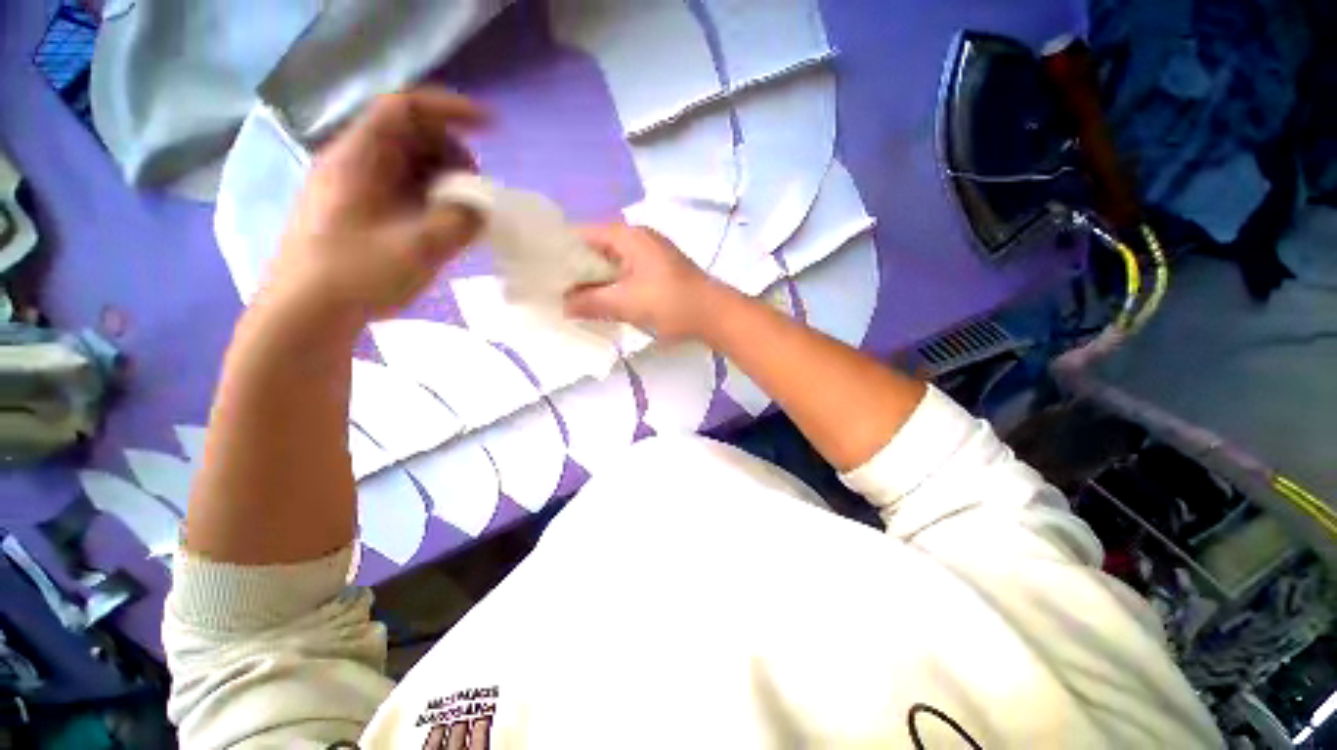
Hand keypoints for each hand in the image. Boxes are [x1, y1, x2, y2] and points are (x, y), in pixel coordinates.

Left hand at [266, 89, 486, 328]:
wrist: (305, 314)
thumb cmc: (357, 275)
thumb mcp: (420, 248)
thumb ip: (459, 222)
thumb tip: (480, 210)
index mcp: (359, 159)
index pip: (405, 110)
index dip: (450, 110)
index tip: (491, 128)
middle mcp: (353, 164)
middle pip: (409, 135)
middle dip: (451, 152)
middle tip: (477, 187)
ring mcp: (352, 188)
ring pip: (406, 164)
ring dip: (442, 178)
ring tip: (464, 210)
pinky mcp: (356, 211)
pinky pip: (400, 188)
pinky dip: (429, 197)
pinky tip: (442, 223)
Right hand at [564, 224, 727, 341]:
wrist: (714, 315)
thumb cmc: (670, 303)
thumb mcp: (626, 303)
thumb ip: (590, 302)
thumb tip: (563, 305)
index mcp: (628, 235)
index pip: (582, 233)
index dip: (561, 250)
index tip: (544, 271)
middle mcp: (637, 238)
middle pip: (596, 248)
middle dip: (576, 269)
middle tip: (556, 289)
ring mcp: (649, 255)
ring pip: (611, 263)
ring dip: (595, 280)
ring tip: (573, 298)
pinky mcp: (657, 271)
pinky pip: (625, 274)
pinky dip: (612, 285)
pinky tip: (602, 302)